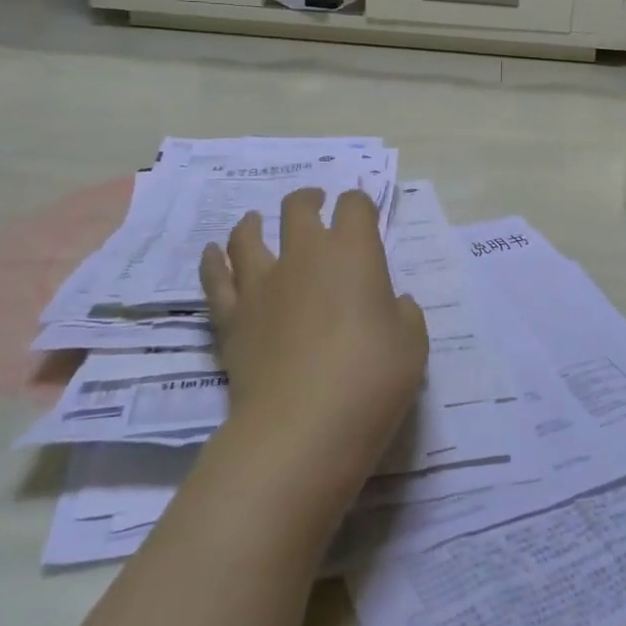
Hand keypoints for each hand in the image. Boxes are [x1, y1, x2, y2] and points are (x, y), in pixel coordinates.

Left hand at [199, 188, 428, 520]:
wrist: (303, 425)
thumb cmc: (371, 379)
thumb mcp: (412, 345)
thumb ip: (405, 315)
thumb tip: (394, 303)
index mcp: (354, 253)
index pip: (355, 206)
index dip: (359, 204)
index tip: (362, 212)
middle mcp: (304, 255)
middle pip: (298, 208)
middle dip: (309, 200)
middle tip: (315, 203)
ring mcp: (262, 284)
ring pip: (247, 236)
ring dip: (254, 223)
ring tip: (256, 221)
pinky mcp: (232, 316)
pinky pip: (216, 278)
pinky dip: (214, 261)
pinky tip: (213, 253)